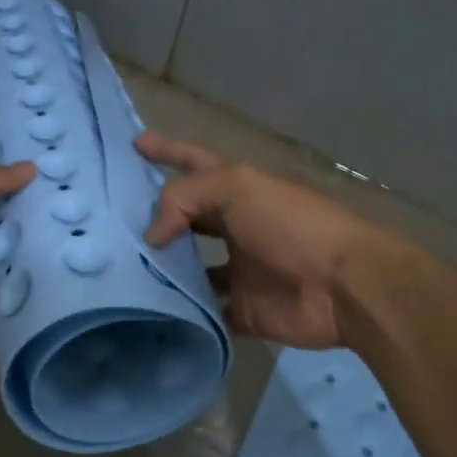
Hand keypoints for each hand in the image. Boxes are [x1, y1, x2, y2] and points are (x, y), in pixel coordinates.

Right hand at [137, 131, 383, 348]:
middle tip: (113, 224)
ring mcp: (238, 270)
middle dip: (155, 217)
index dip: (166, 151)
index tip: (134, 143)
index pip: (193, 163)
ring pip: (190, 267)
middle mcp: (235, 227)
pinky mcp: (242, 309)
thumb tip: (152, 236)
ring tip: (121, 269)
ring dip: (162, 268)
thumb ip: (184, 198)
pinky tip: (151, 310)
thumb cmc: (291, 224)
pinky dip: (183, 312)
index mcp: (237, 191)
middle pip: (187, 218)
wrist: (342, 285)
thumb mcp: (236, 188)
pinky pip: (204, 310)